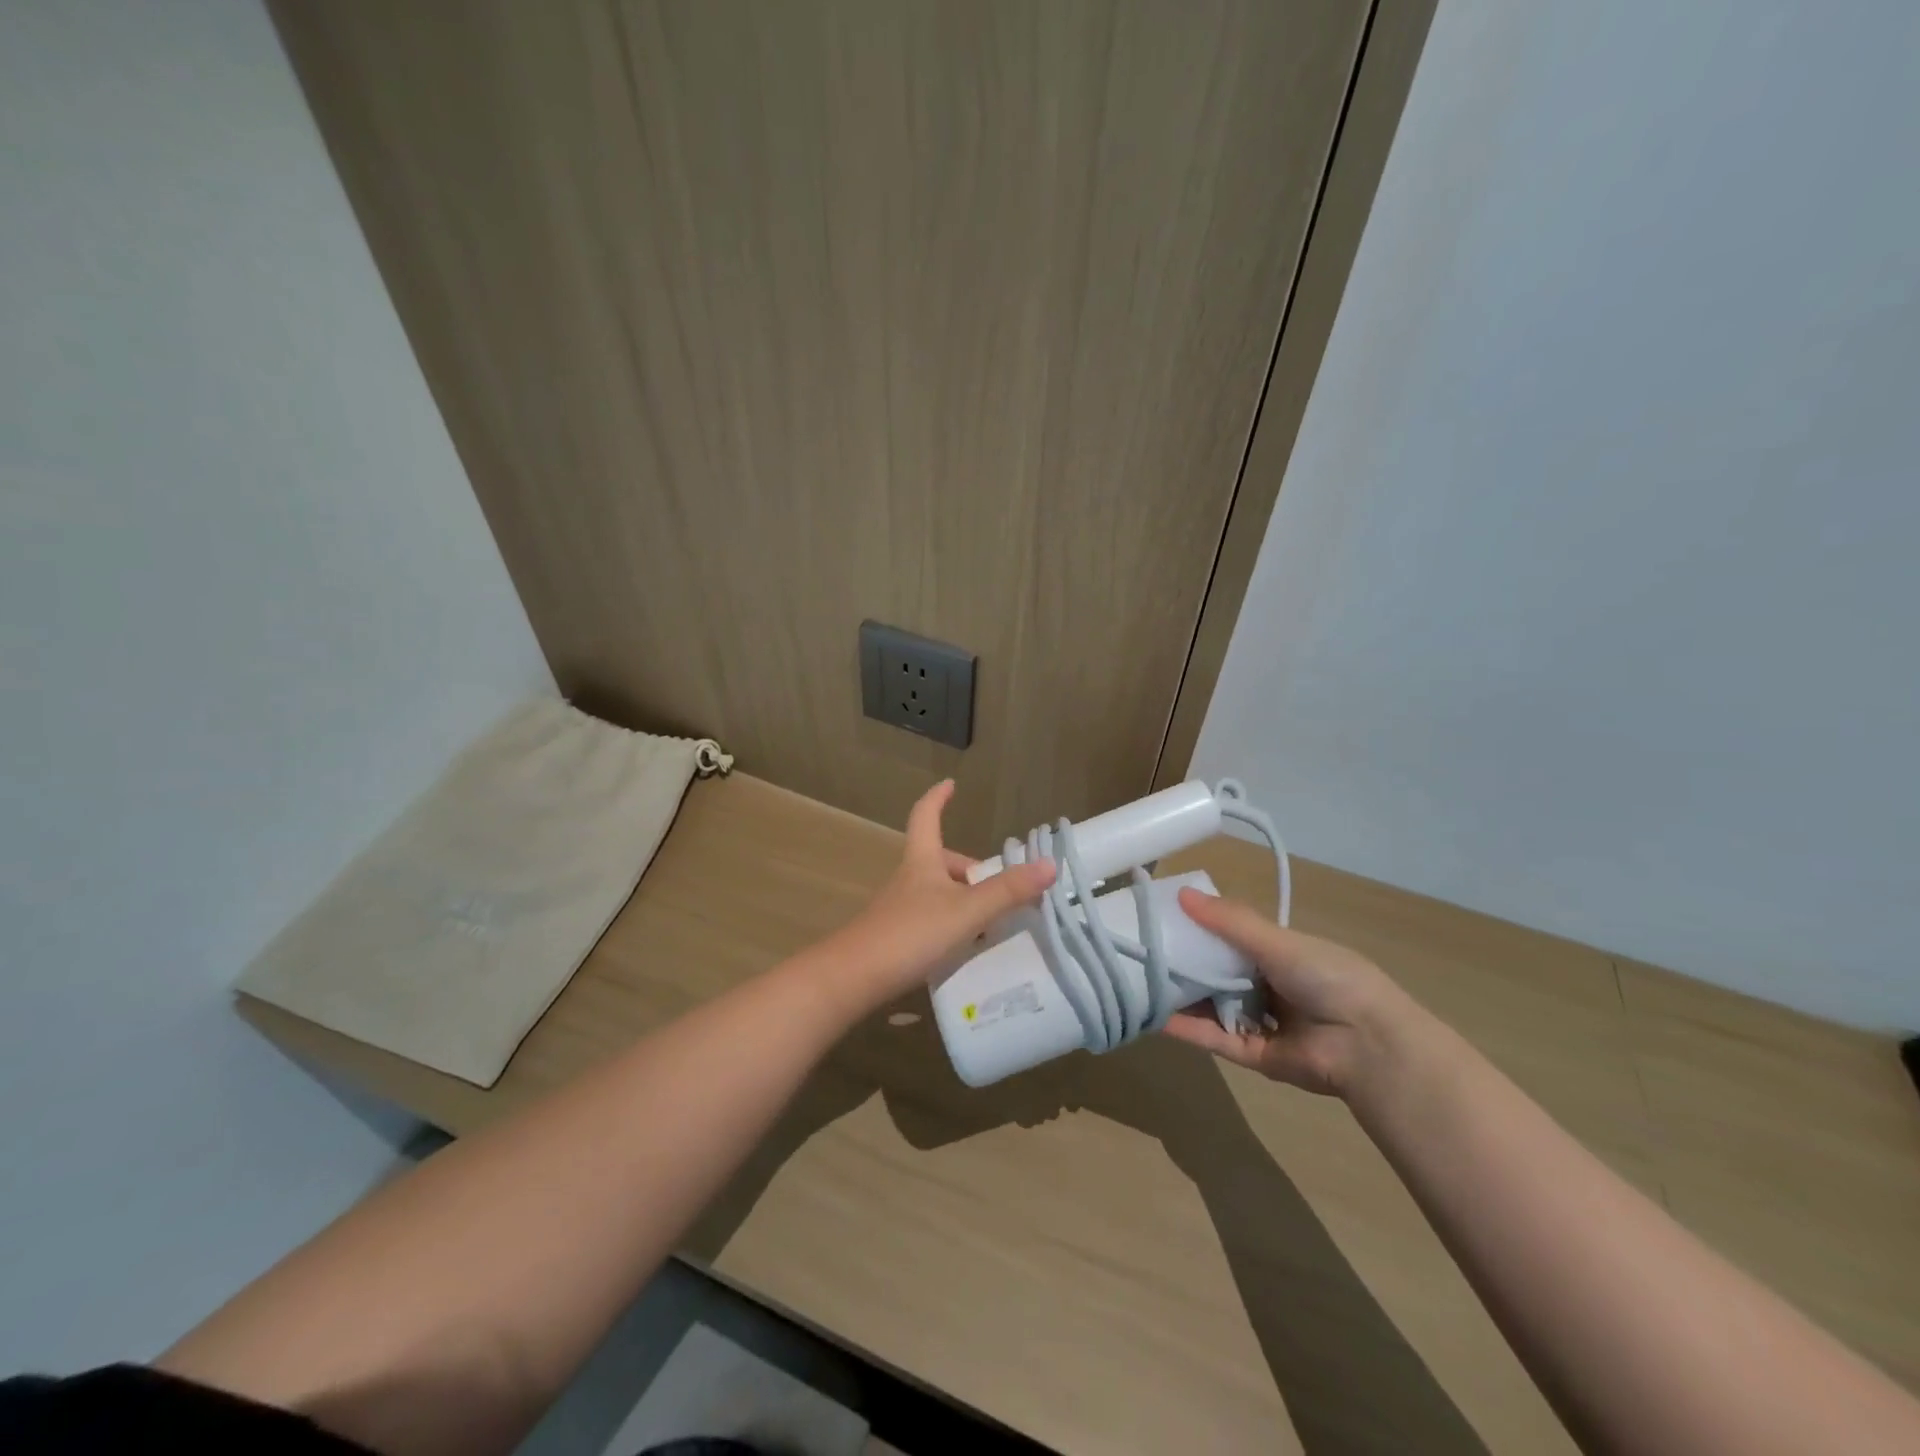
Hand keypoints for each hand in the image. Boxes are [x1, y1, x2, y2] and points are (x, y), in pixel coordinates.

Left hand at [826, 780, 1054, 1009]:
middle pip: (939, 860)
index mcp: (922, 861)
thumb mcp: (966, 911)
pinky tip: (967, 948)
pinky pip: (931, 920)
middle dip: (968, 867)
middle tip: (1000, 886)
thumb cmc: (910, 933)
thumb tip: (1049, 864)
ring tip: (991, 921)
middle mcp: (909, 879)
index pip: (926, 816)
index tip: (950, 783)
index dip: (938, 798)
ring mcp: (900, 909)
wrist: (854, 979)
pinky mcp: (896, 938)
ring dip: (964, 900)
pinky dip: (952, 926)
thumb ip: (1007, 891)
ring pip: (937, 893)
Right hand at [1161, 887, 1410, 1096]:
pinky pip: (1215, 1039)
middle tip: (1141, 951)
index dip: (1200, 928)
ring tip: (1137, 983)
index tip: (1163, 918)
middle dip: (1185, 965)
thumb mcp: (1277, 941)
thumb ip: (1228, 921)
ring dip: (1181, 997)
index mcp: (1280, 955)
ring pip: (1213, 1007)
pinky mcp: (1254, 1056)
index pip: (1232, 939)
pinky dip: (1187, 1029)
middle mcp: (1270, 987)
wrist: (1367, 1044)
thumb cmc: (1327, 978)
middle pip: (1218, 974)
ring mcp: (1262, 1023)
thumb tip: (1181, 894)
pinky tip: (1154, 1016)